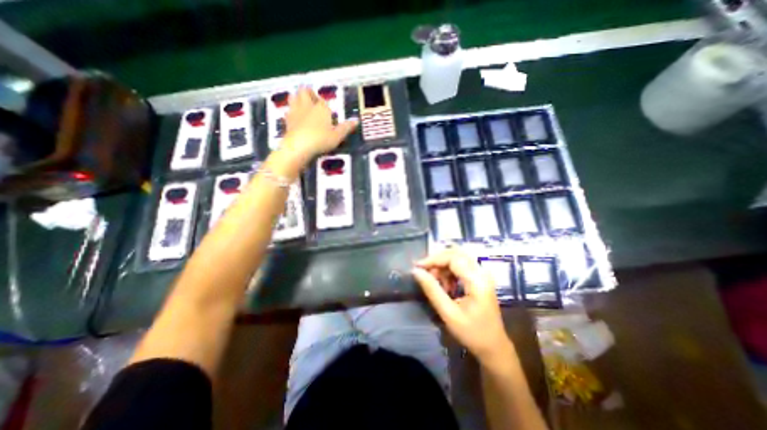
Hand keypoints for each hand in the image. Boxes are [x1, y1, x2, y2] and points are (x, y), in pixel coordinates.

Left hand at [281, 87, 356, 164]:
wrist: (299, 146)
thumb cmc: (321, 140)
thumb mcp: (337, 136)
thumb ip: (345, 128)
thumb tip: (356, 121)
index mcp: (321, 108)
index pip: (322, 100)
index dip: (324, 103)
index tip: (327, 110)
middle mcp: (307, 106)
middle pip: (304, 92)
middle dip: (308, 93)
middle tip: (313, 101)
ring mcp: (295, 112)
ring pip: (293, 97)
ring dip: (297, 98)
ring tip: (302, 106)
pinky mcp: (287, 121)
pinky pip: (288, 111)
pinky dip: (291, 112)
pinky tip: (294, 118)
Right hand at [414, 247, 513, 363]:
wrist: (494, 347)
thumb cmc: (472, 334)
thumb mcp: (448, 314)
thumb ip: (432, 290)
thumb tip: (416, 272)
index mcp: (477, 281)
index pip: (453, 258)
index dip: (433, 259)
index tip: (417, 267)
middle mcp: (481, 272)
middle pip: (456, 253)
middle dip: (437, 260)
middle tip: (425, 273)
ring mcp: (482, 274)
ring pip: (457, 258)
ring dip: (443, 266)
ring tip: (436, 283)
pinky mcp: (480, 278)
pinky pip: (461, 265)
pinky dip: (449, 271)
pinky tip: (446, 285)